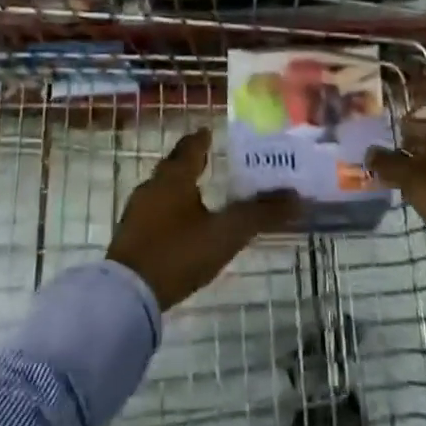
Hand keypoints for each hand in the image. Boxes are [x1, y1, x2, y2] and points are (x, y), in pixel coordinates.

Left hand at [106, 128, 298, 310]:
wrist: (128, 295)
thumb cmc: (178, 252)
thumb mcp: (225, 234)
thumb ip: (260, 214)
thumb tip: (297, 197)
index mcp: (174, 177)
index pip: (191, 147)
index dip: (202, 138)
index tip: (211, 131)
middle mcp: (153, 186)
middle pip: (175, 166)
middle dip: (193, 161)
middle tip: (212, 157)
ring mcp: (138, 211)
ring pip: (164, 189)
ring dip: (182, 186)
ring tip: (201, 190)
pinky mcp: (132, 236)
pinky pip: (156, 211)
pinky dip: (172, 209)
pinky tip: (182, 223)